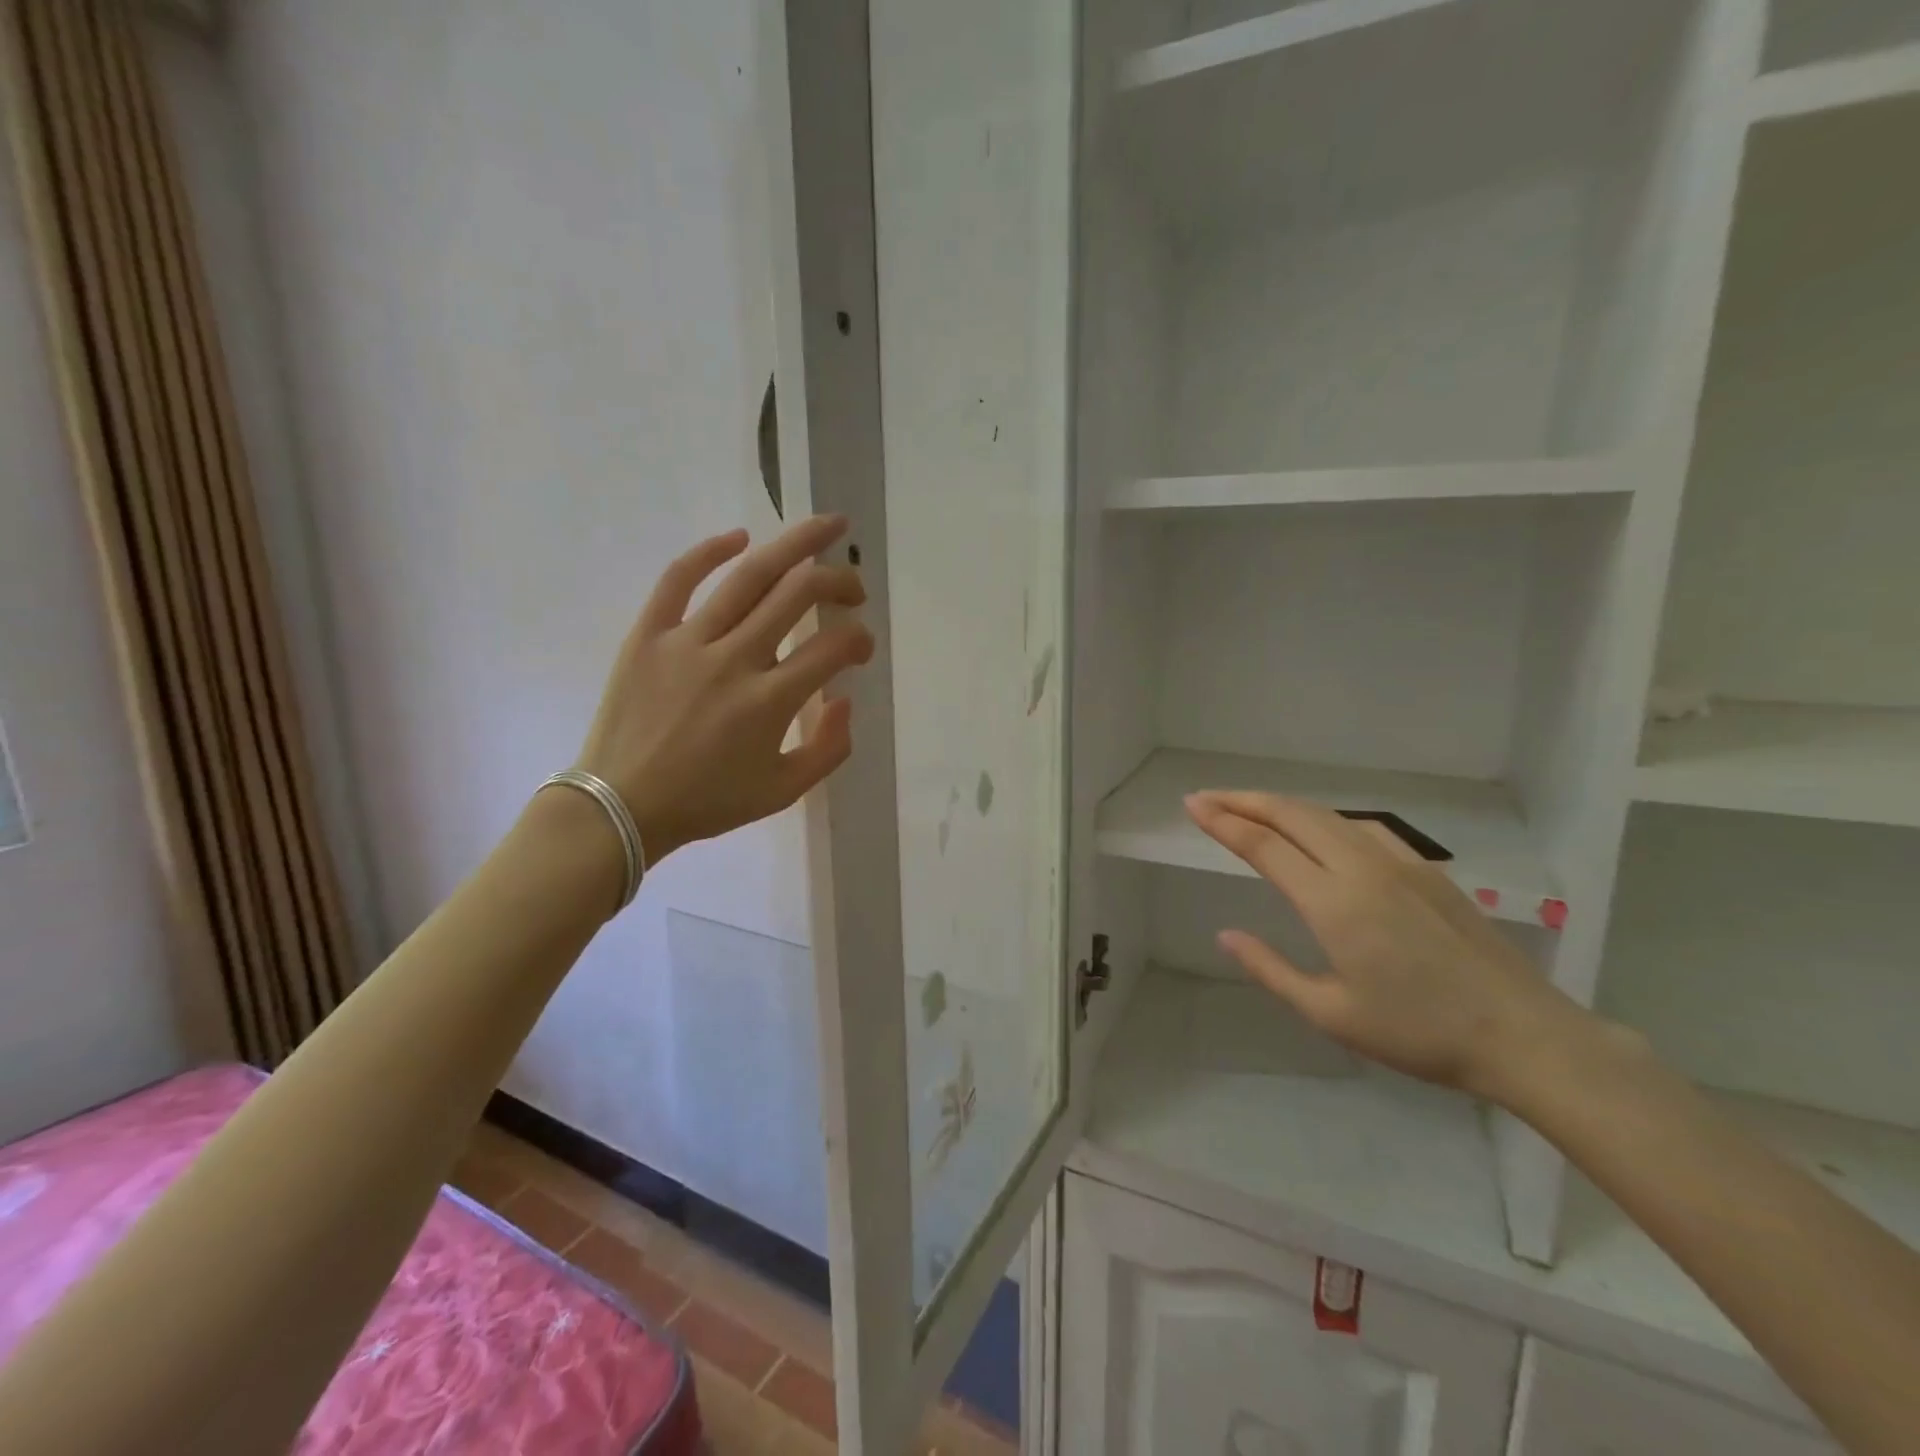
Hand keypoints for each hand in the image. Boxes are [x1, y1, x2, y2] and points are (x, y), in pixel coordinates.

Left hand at [576, 515, 872, 865]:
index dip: (859, 639)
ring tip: (826, 526)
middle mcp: (735, 660)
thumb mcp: (783, 792)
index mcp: (770, 702)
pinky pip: (678, 579)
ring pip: (749, 576)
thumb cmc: (706, 802)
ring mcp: (687, 642)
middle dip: (839, 581)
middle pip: (799, 595)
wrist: (621, 807)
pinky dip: (710, 551)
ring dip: (795, 544)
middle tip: (853, 588)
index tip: (861, 647)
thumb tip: (844, 699)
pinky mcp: (647, 635)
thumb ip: (828, 749)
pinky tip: (740, 538)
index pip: (832, 649)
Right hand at [1184, 791, 1595, 1105]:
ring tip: (1250, 808)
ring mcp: (1399, 863)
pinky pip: (1361, 827)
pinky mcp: (1426, 869)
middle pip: (1291, 815)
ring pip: (1326, 815)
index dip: (1222, 821)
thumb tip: (1226, 934)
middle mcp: (1361, 868)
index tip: (1192, 806)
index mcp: (1332, 902)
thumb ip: (1271, 970)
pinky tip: (1319, 829)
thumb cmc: (1419, 1033)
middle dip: (1243, 800)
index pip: (1263, 845)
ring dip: (1281, 805)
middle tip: (1207, 797)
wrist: (1523, 1035)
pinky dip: (1323, 818)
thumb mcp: (1331, 1013)